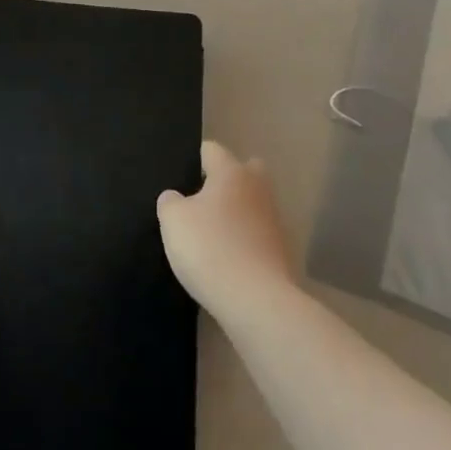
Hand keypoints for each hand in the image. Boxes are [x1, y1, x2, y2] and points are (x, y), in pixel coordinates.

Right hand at [157, 143, 295, 319]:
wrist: (256, 300)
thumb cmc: (210, 248)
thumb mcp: (173, 220)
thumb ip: (170, 202)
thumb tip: (176, 198)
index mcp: (231, 172)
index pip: (212, 149)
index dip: (194, 158)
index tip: (180, 176)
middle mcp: (257, 188)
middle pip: (244, 170)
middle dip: (227, 178)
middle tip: (202, 198)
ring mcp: (273, 219)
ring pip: (253, 202)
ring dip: (237, 211)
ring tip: (211, 231)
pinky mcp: (280, 249)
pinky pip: (258, 232)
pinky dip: (244, 238)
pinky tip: (226, 255)